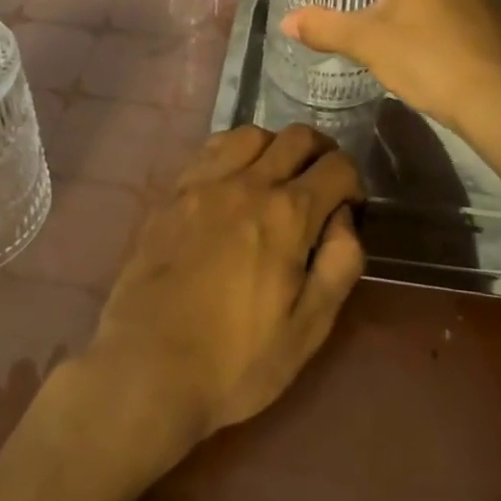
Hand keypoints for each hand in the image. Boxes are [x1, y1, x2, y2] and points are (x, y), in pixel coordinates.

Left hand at [81, 124, 365, 455]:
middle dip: (322, 151)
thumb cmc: (235, 361)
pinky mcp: (175, 190)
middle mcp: (250, 182)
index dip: (353, 181)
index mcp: (288, 215)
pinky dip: (235, 150)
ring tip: (278, 176)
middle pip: (298, 137)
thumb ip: (339, 265)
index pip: (337, 167)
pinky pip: (212, 147)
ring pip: (253, 133)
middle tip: (322, 181)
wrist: (146, 367)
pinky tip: (234, 177)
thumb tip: (345, 219)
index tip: (350, 206)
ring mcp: (207, 181)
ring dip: (277, 146)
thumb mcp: (306, 330)